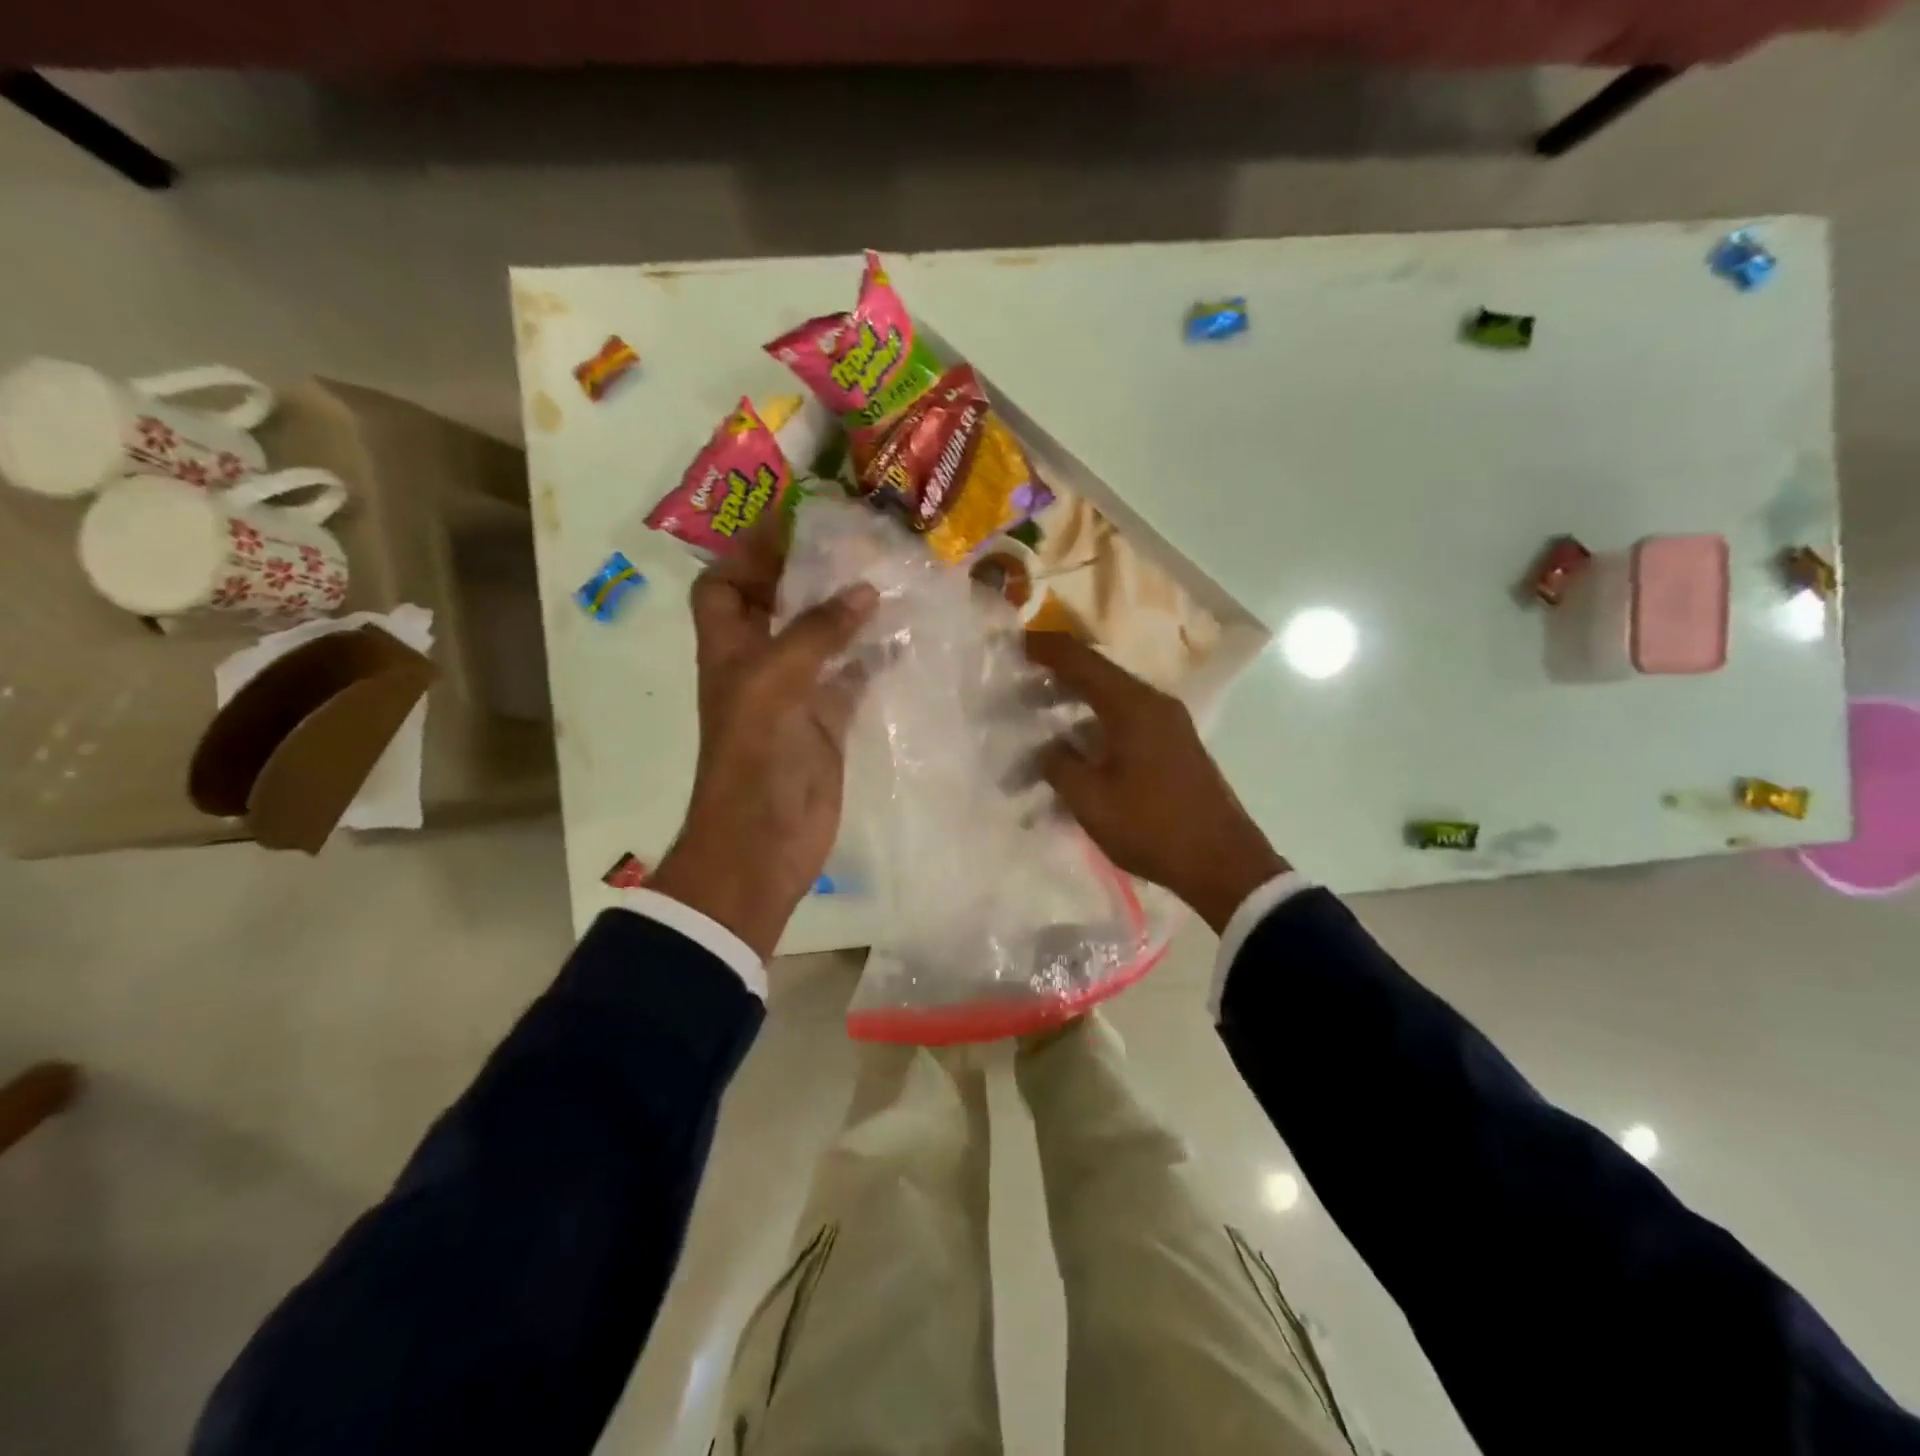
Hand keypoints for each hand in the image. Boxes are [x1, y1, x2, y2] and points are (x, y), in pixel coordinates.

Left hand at [647, 525, 877, 958]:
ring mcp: (796, 694)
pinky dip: (873, 658)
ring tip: (887, 578)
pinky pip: (852, 678)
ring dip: (847, 612)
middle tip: (855, 542)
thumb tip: (863, 590)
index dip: (747, 553)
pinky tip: (905, 638)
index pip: (723, 586)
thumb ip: (818, 633)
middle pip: (776, 605)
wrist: (763, 841)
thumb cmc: (755, 756)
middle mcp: (759, 664)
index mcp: (729, 648)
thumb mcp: (775, 681)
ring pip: (820, 639)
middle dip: (807, 573)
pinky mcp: (828, 722)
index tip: (791, 523)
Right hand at [1025, 632, 1288, 933]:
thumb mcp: (1091, 800)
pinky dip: (1094, 727)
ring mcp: (1168, 725)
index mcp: (1132, 706)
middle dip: (1054, 680)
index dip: (1044, 648)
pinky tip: (1074, 754)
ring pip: (1110, 701)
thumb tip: (1047, 749)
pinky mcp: (1173, 747)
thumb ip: (1059, 765)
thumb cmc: (1152, 827)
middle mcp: (1153, 704)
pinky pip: (1125, 722)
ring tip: (1038, 725)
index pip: (1081, 660)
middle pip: (1097, 676)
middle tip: (1017, 692)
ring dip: (1073, 707)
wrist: (1223, 864)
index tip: (1013, 644)